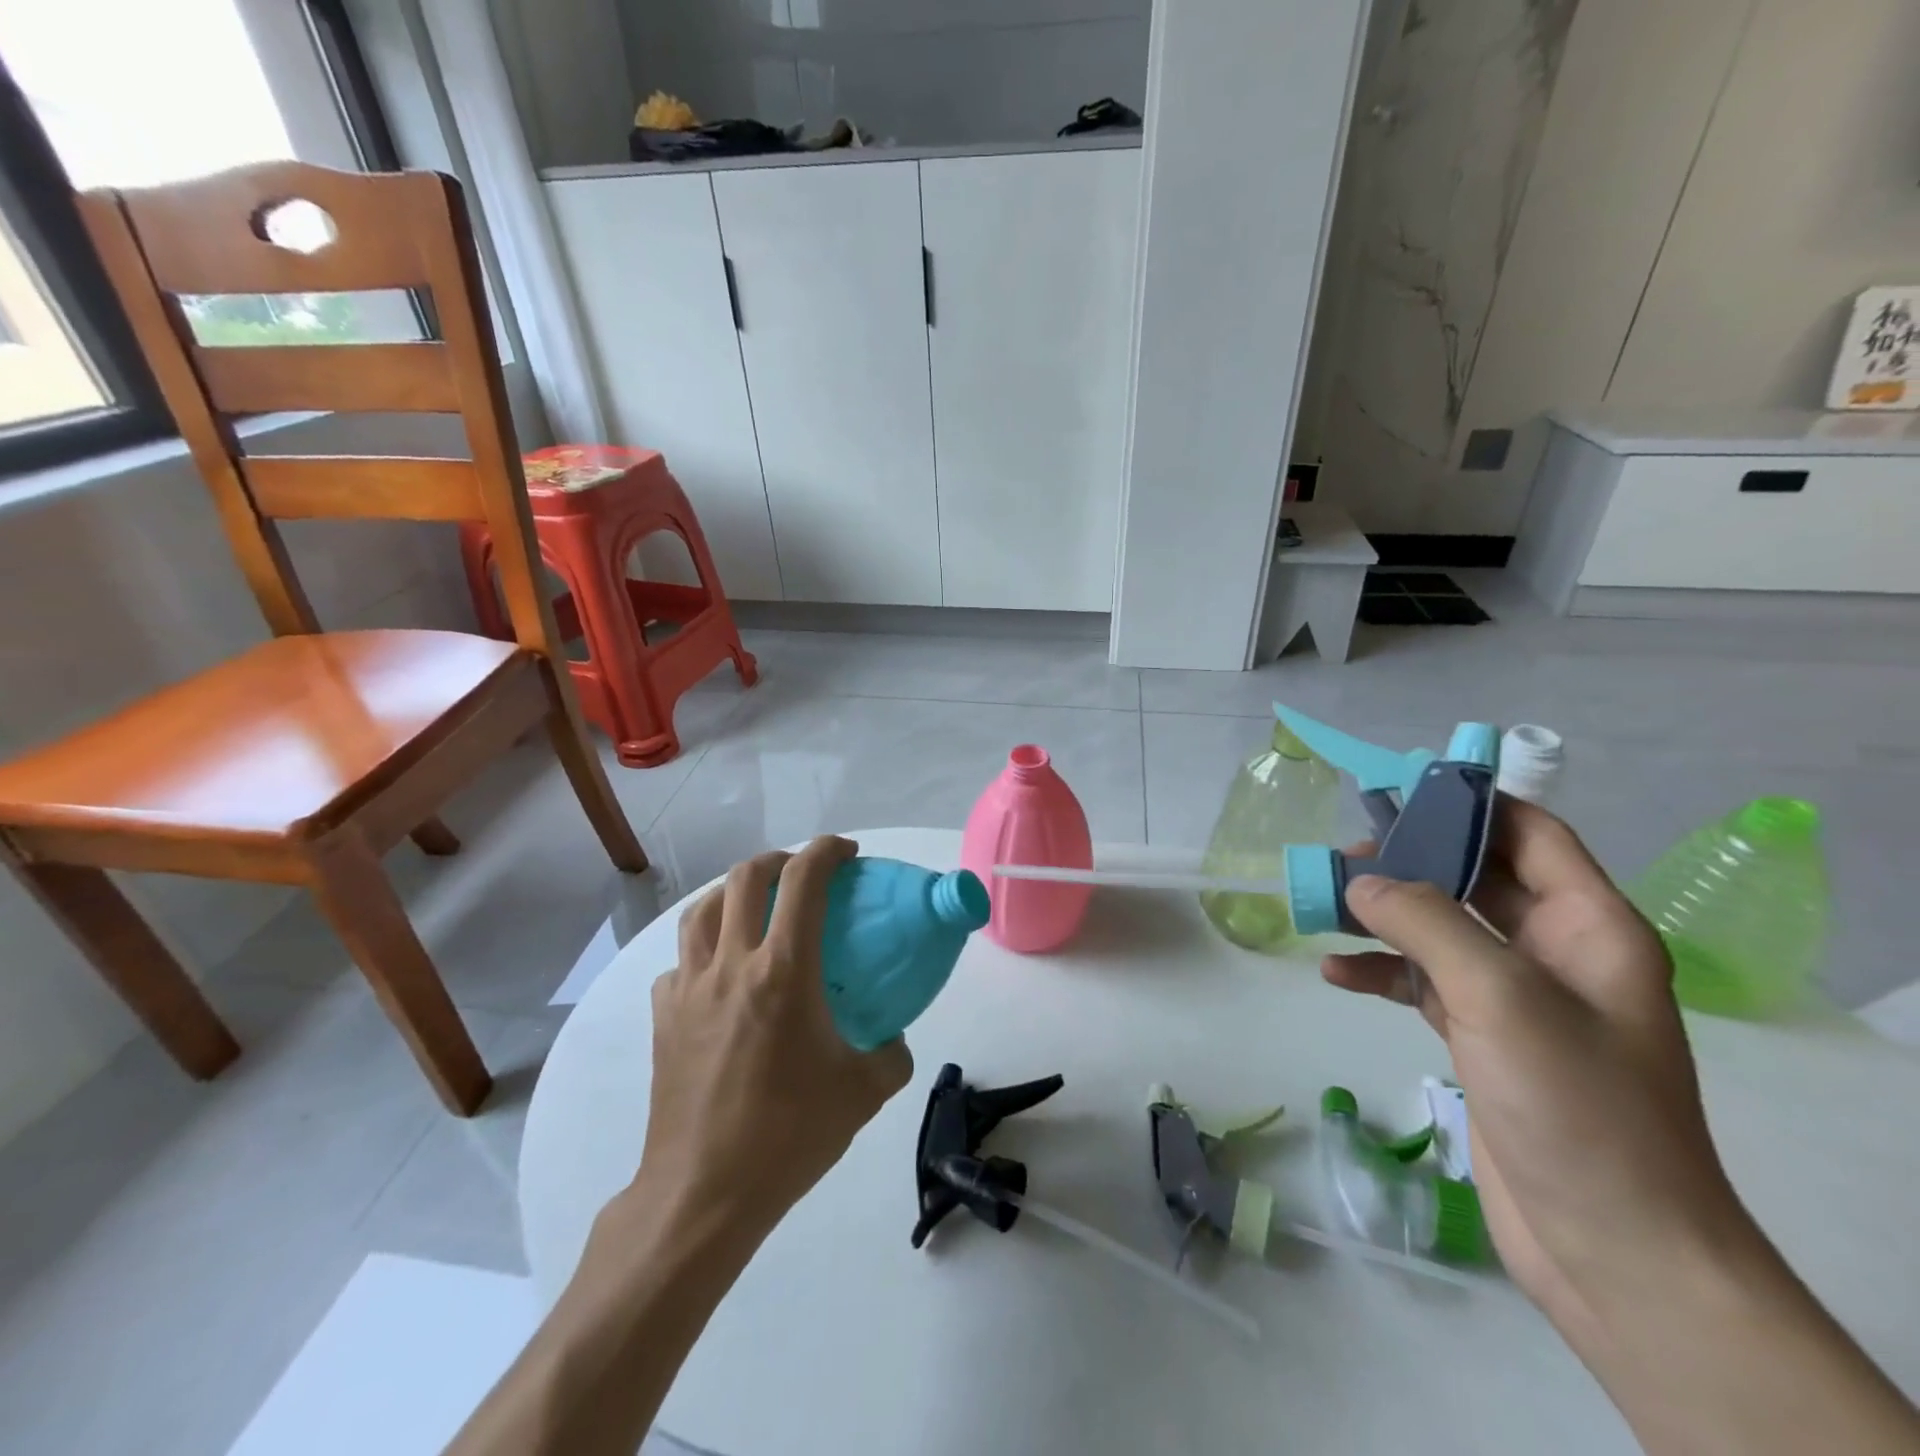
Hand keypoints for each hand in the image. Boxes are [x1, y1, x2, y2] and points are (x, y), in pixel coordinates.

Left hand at [638, 836, 913, 1238]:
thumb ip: (891, 1053)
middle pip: (746, 877)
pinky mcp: (663, 1017)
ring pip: (703, 910)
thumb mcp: (864, 1092)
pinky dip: (704, 951)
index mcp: (783, 971)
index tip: (848, 853)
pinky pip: (681, 963)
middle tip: (804, 874)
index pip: (804, 880)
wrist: (703, 1193)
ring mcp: (689, 988)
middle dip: (779, 859)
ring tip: (756, 908)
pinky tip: (719, 976)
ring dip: (734, 893)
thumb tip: (892, 1038)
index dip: (828, 851)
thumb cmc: (789, 1134)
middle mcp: (731, 964)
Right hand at [1322, 798, 1753, 1344]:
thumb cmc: (1575, 1105)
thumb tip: (1360, 881)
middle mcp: (1554, 951)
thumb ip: (1425, 923)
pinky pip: (1422, 981)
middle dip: (1409, 860)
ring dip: (1383, 915)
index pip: (1530, 834)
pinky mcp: (1481, 1036)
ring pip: (1439, 929)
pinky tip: (1334, 973)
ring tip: (1322, 905)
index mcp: (1589, 927)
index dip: (1469, 804)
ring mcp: (1515, 996)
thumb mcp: (1499, 996)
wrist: (1614, 1248)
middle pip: (1474, 876)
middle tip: (1341, 854)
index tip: (1396, 791)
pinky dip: (1379, 971)